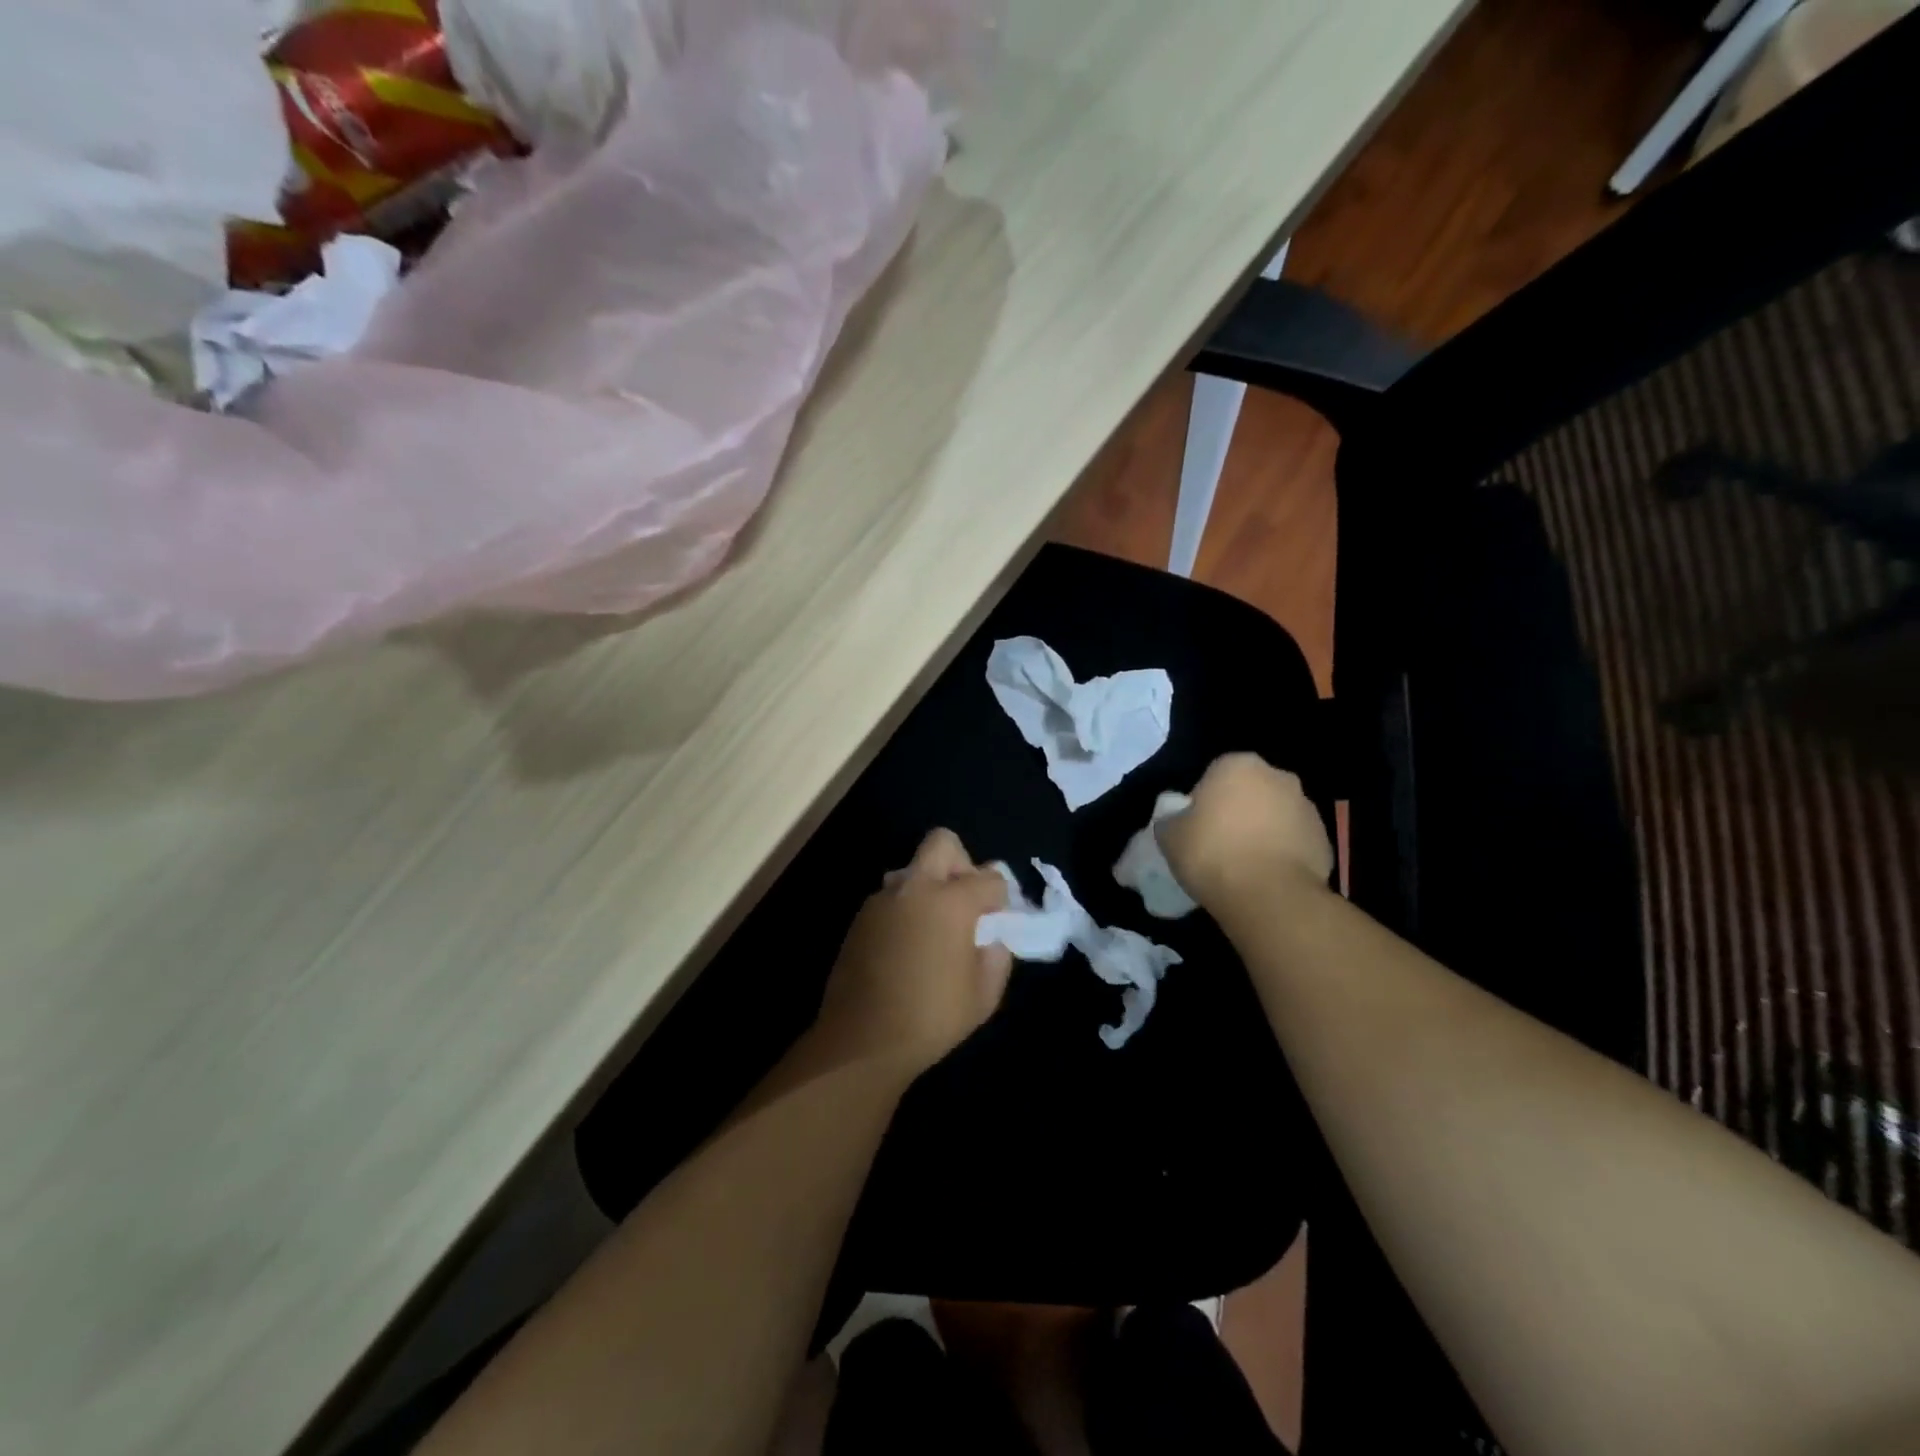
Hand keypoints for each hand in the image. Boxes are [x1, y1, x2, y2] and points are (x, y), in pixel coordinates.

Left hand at [811, 829, 1014, 1070]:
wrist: (862, 1041)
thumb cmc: (931, 1018)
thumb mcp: (983, 995)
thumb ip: (997, 955)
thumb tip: (991, 937)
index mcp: (950, 901)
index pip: (989, 877)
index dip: (1000, 897)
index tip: (999, 920)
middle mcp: (914, 888)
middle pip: (942, 843)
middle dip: (962, 863)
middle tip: (965, 904)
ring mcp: (882, 900)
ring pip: (912, 870)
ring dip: (929, 887)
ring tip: (934, 931)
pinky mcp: (860, 918)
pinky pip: (892, 898)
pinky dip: (906, 910)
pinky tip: (908, 948)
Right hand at [1156, 754, 1333, 909]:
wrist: (1269, 896)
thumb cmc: (1212, 854)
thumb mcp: (1169, 835)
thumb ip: (1171, 819)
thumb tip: (1176, 819)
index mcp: (1238, 764)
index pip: (1215, 774)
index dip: (1203, 800)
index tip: (1196, 827)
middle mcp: (1278, 776)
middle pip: (1250, 791)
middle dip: (1238, 810)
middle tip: (1219, 843)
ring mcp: (1306, 807)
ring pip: (1275, 815)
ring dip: (1262, 831)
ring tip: (1244, 865)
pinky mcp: (1325, 839)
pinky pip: (1294, 841)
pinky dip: (1282, 853)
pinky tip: (1266, 877)